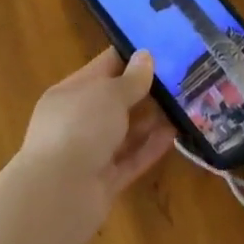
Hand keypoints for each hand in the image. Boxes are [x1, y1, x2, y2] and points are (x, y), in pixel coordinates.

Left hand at [13, 48, 176, 239]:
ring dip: (152, 119)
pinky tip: (175, 134)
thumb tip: (145, 56)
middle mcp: (77, 121)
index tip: (162, 48)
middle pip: (115, 100)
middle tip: (181, 78)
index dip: (130, 57)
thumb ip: (131, 79)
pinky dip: (150, 147)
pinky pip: (131, 158)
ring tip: (184, 104)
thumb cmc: (80, 128)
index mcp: (70, 93)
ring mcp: (89, 153)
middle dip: (145, 90)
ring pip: (125, 131)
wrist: (58, 195)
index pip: (103, 67)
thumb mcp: (109, 94)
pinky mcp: (103, 181)